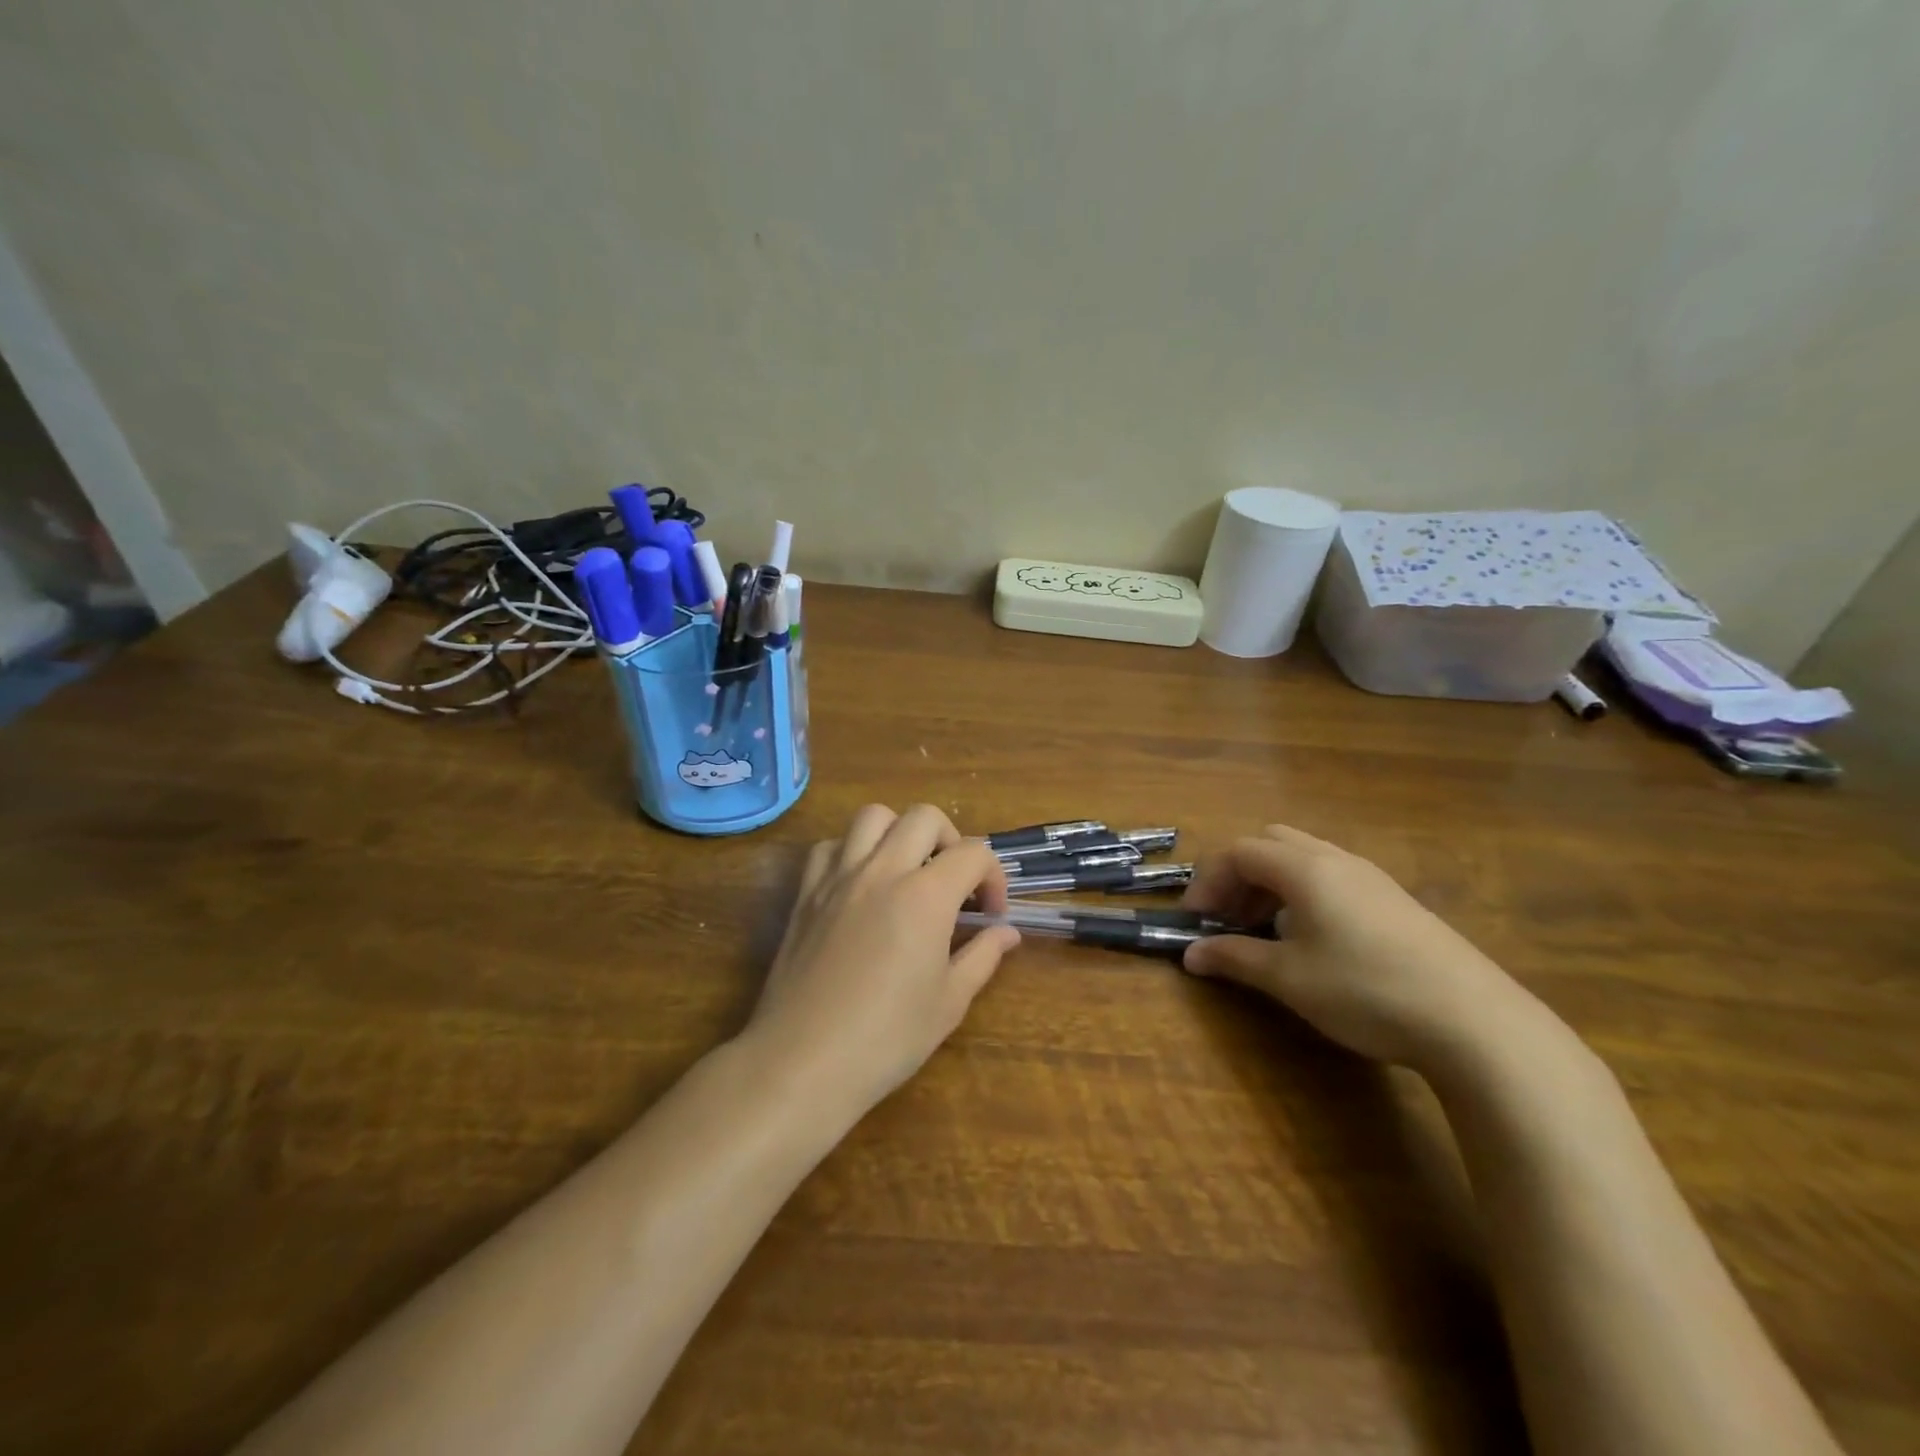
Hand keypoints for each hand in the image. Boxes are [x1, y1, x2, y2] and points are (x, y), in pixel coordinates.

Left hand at [741, 804, 1020, 1123]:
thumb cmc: (886, 1038)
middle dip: (951, 840)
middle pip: (924, 817)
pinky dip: (851, 852)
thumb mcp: (949, 1003)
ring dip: (899, 832)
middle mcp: (882, 871)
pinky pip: (830, 847)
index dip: (994, 877)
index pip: (973, 853)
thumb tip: (1006, 933)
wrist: (804, 1061)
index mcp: (925, 895)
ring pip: (873, 817)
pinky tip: (859, 885)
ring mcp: (838, 877)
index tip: (991, 914)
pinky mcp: (805, 892)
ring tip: (907, 871)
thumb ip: (983, 957)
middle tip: (953, 883)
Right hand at [1181, 824, 1532, 1070]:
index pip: (1239, 852)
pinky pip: (1333, 878)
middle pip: (1271, 843)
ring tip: (1265, 931)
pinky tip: (1313, 940)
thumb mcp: (1289, 978)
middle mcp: (1336, 859)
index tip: (1196, 920)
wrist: (1475, 1022)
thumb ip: (1234, 958)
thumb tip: (1191, 954)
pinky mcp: (1396, 902)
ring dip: (1271, 884)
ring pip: (1304, 859)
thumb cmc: (1365, 990)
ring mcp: (1372, 878)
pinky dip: (1303, 894)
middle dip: (1239, 875)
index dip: (1208, 881)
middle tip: (1229, 917)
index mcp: (1305, 868)